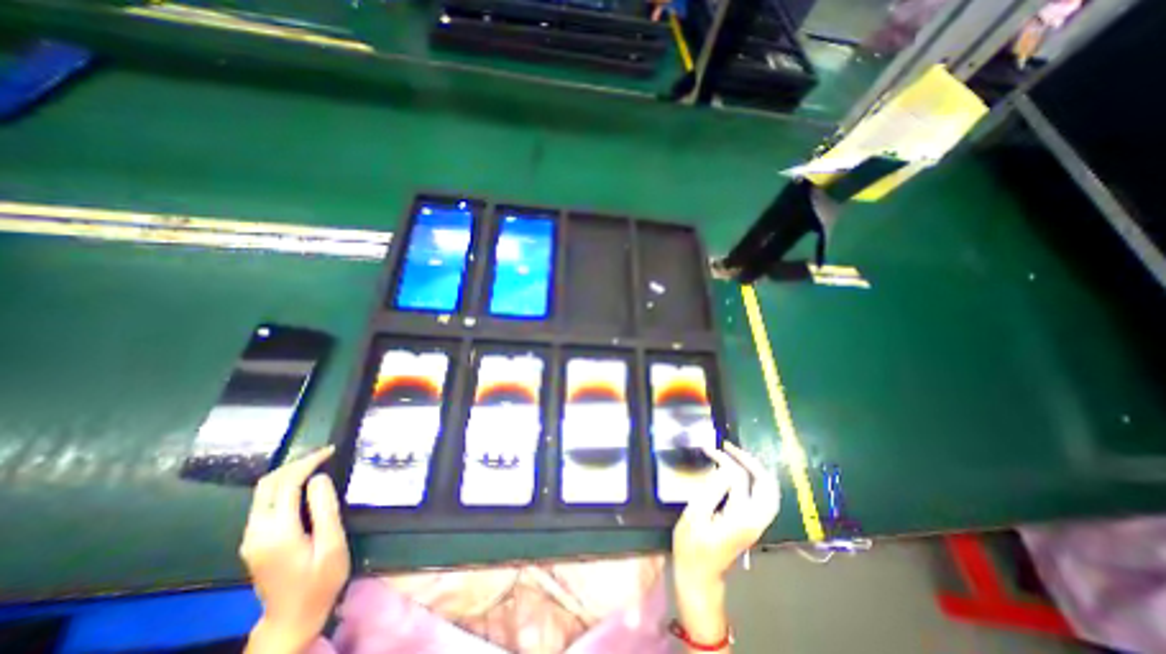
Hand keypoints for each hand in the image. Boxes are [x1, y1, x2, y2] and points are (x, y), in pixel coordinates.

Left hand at [236, 446, 344, 650]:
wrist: (292, 619)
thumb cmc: (320, 581)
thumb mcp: (332, 544)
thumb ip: (324, 509)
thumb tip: (320, 478)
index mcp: (276, 532)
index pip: (287, 484)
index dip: (308, 462)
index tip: (332, 450)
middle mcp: (256, 532)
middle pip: (267, 485)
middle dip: (296, 463)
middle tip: (325, 453)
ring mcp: (251, 537)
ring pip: (263, 492)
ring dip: (289, 472)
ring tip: (318, 463)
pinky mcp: (255, 541)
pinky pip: (265, 502)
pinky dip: (284, 485)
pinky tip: (305, 483)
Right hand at [671, 443, 777, 584]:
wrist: (700, 576)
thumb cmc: (692, 546)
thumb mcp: (695, 515)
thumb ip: (712, 490)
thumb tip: (724, 468)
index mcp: (741, 517)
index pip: (738, 477)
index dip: (723, 459)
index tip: (707, 448)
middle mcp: (756, 519)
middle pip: (767, 484)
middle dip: (750, 461)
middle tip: (729, 447)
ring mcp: (758, 523)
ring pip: (770, 491)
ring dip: (756, 469)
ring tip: (736, 455)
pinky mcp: (753, 524)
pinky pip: (764, 497)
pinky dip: (756, 480)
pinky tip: (741, 472)